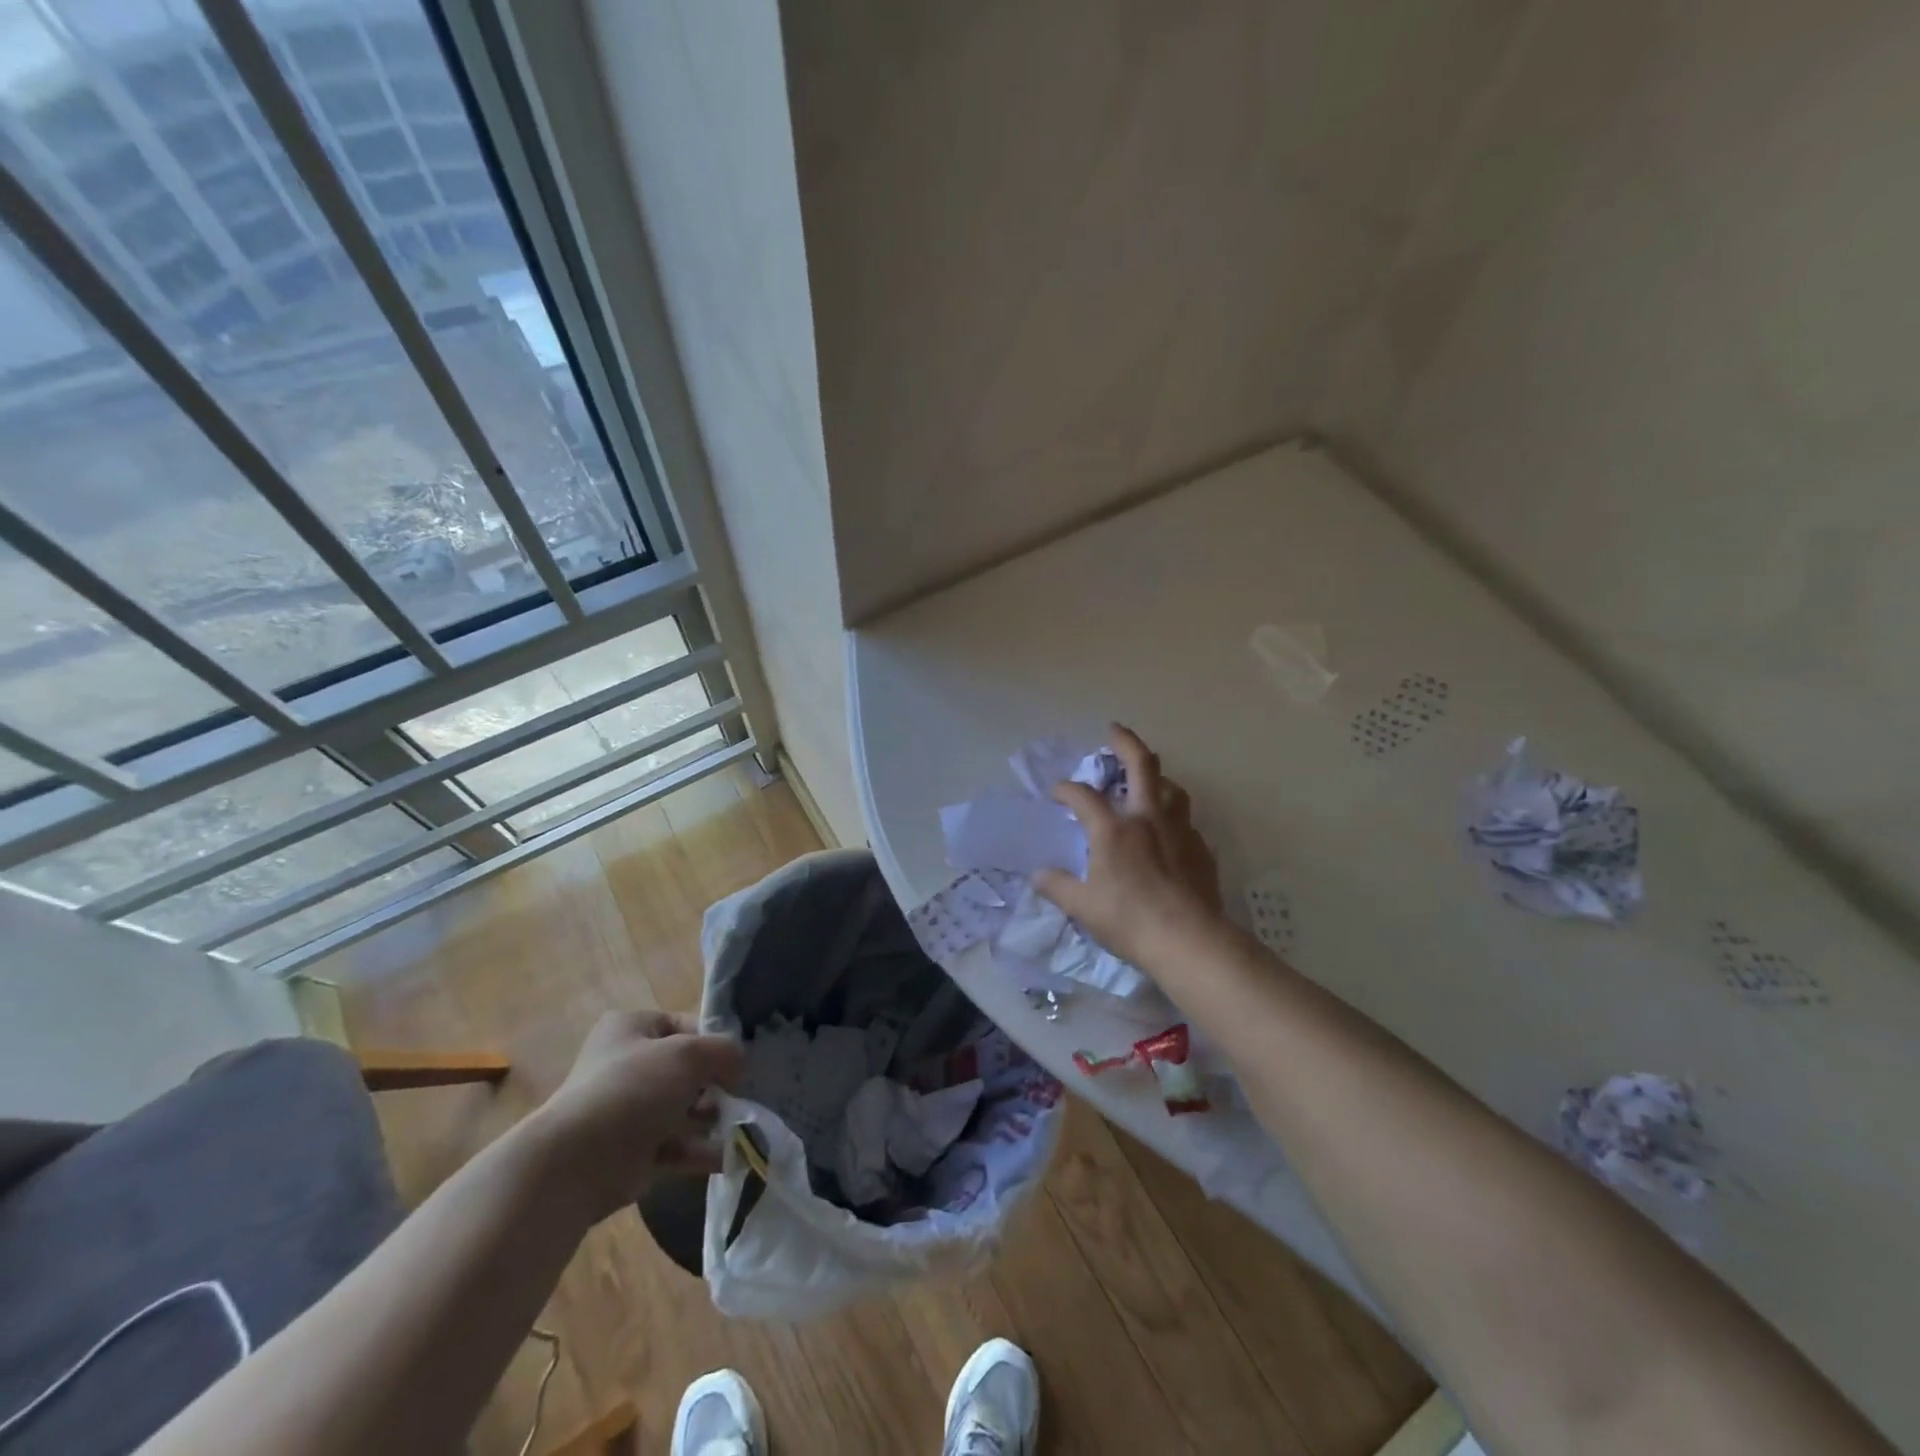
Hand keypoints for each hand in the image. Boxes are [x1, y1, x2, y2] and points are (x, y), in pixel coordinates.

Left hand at [531, 1010, 742, 1221]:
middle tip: (738, 1095)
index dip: (714, 1040)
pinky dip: (703, 1150)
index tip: (738, 1061)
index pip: (685, 1025)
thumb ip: (724, 1051)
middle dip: (716, 1084)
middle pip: (686, 1070)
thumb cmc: (634, 1089)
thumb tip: (738, 1065)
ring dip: (714, 1117)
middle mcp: (628, 1065)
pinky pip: (678, 1146)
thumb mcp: (689, 1053)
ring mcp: (630, 1111)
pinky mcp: (634, 1153)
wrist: (577, 1162)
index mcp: (631, 1028)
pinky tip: (732, 1155)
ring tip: (740, 1125)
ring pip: (684, 1109)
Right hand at [1035, 724, 1225, 968]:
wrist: (1189, 940)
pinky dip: (1174, 817)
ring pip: (1172, 788)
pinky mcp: (1201, 849)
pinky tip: (1170, 833)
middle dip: (1125, 742)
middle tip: (1114, 730)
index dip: (1066, 789)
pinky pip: (1187, 822)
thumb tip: (1038, 874)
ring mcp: (1179, 831)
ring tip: (1148, 780)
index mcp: (1114, 829)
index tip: (1057, 792)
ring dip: (1158, 777)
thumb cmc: (1129, 920)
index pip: (1083, 796)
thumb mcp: (1082, 906)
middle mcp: (1148, 819)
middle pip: (1142, 765)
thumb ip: (1057, 886)